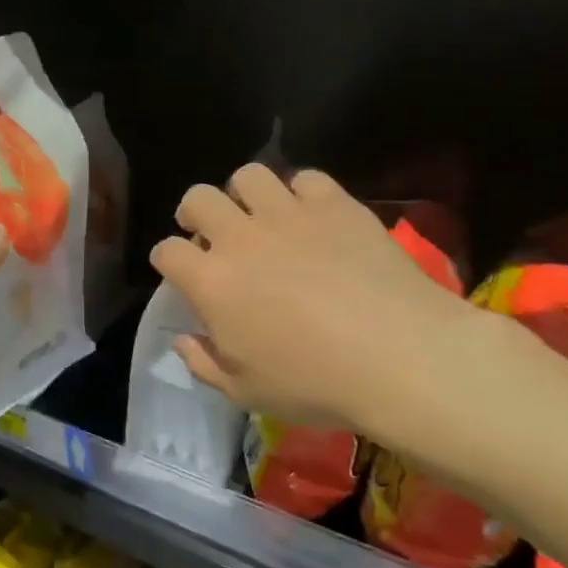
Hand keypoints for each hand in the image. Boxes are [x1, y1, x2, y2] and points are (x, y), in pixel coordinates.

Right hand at [149, 165, 488, 435]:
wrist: (401, 357)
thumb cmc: (315, 383)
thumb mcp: (245, 391)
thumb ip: (203, 363)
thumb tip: (183, 340)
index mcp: (211, 282)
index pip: (167, 252)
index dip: (168, 260)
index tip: (180, 272)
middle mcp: (240, 237)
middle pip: (198, 198)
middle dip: (195, 213)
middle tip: (212, 233)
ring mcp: (288, 215)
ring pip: (248, 176)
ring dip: (245, 194)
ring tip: (259, 215)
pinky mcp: (335, 205)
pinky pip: (306, 178)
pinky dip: (302, 193)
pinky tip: (312, 216)